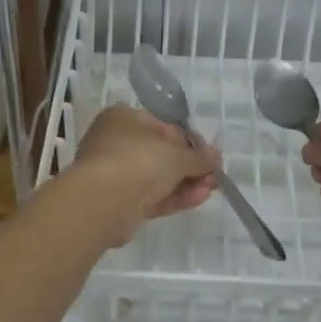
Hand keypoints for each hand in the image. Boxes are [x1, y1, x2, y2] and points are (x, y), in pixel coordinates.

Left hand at [65, 105, 218, 244]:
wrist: (105, 200)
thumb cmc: (140, 160)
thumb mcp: (177, 155)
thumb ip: (199, 157)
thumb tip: (215, 156)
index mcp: (122, 118)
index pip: (161, 125)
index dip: (188, 140)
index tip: (208, 154)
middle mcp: (114, 142)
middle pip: (159, 154)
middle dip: (189, 166)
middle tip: (213, 175)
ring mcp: (114, 174)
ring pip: (155, 178)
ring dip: (185, 183)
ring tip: (211, 189)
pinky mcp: (117, 202)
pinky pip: (149, 196)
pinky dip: (173, 198)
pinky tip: (198, 199)